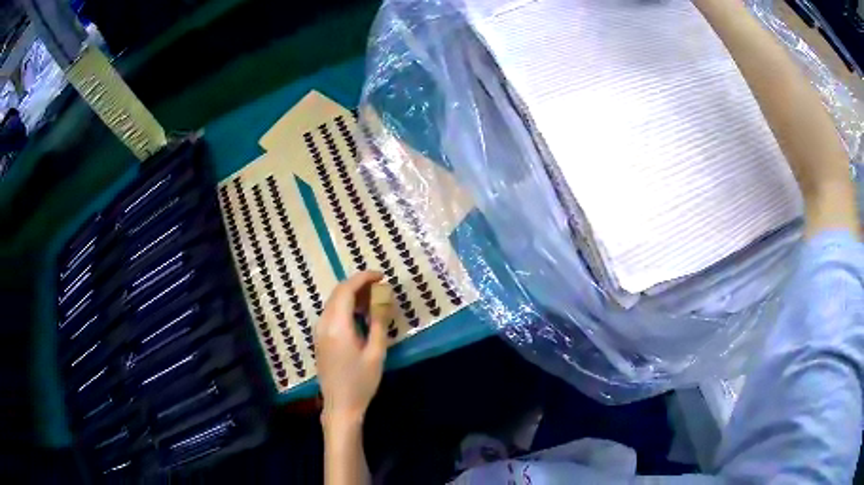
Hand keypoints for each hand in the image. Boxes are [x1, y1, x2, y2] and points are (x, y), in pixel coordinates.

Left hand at [315, 271, 388, 425]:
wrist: (340, 405)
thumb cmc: (361, 382)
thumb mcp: (376, 353)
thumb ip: (378, 322)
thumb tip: (383, 298)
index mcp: (337, 326)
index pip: (346, 290)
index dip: (363, 278)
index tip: (382, 276)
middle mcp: (324, 324)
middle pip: (338, 293)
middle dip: (358, 285)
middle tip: (380, 287)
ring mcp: (319, 331)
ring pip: (333, 302)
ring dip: (352, 295)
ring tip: (374, 300)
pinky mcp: (320, 338)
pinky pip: (331, 313)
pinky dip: (345, 306)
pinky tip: (360, 315)